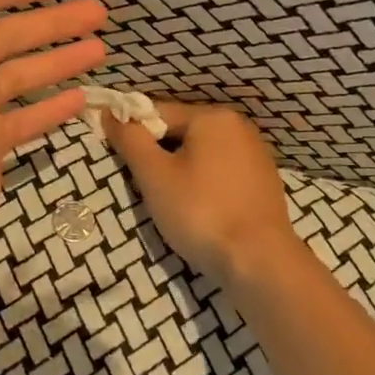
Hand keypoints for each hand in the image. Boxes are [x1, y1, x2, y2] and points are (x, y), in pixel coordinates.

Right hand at [106, 101, 302, 283]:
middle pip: (181, 132)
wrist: (259, 261)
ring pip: (201, 154)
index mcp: (213, 117)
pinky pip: (221, 172)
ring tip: (171, 204)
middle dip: (158, 156)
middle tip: (145, 188)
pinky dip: (203, 185)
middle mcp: (239, 126)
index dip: (133, 134)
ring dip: (180, 172)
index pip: (157, 113)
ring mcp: (255, 154)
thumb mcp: (154, 175)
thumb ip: (130, 139)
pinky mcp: (263, 182)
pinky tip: (199, 210)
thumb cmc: (201, 212)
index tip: (121, 162)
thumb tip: (110, 113)